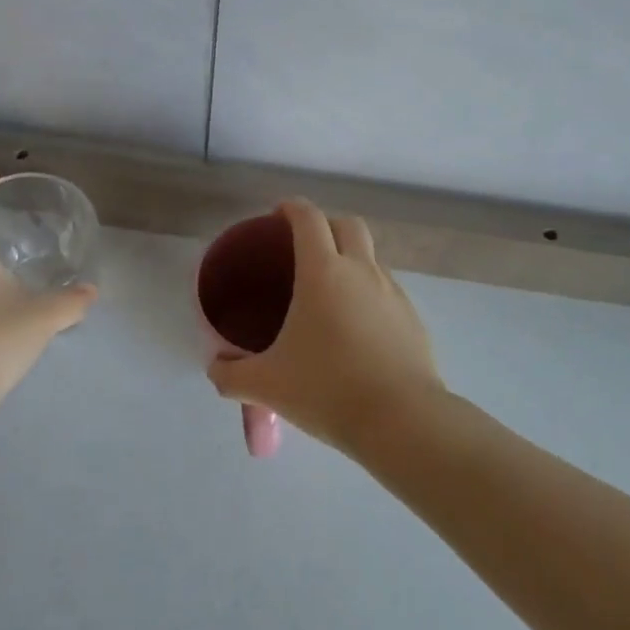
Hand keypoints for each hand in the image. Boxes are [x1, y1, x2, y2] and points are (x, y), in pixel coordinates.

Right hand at [205, 199, 442, 454]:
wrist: (402, 421)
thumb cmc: (327, 390)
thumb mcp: (268, 385)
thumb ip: (232, 375)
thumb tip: (216, 369)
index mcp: (323, 272)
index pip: (308, 218)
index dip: (291, 208)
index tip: (277, 215)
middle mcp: (361, 270)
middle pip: (347, 224)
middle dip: (326, 225)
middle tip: (304, 249)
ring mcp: (393, 292)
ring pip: (371, 256)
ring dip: (351, 259)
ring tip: (330, 293)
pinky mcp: (413, 318)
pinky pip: (387, 289)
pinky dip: (369, 292)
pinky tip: (357, 328)